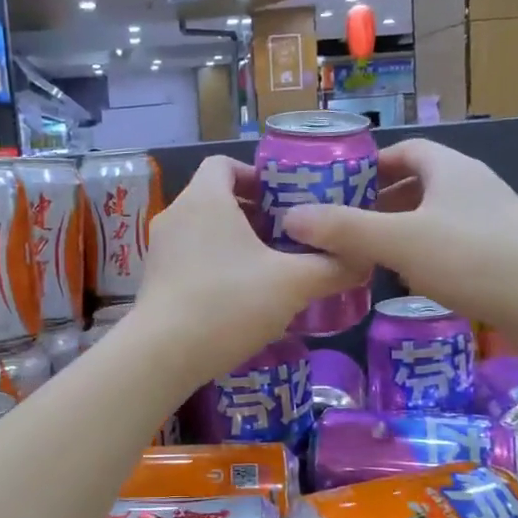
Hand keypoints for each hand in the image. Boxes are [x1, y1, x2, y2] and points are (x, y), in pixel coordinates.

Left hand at [131, 156, 365, 384]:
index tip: (285, 200)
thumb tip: (362, 259)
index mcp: (204, 199)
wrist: (163, 354)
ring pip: (203, 230)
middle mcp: (176, 215)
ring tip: (270, 268)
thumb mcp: (293, 284)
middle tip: (289, 237)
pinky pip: (190, 257)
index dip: (256, 175)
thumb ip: (332, 267)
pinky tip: (240, 296)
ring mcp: (160, 249)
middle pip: (217, 198)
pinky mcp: (154, 279)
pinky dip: (216, 265)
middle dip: (254, 213)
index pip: (224, 163)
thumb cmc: (229, 302)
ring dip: (236, 242)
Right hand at [280, 138, 517, 332]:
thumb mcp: (399, 241)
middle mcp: (471, 186)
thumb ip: (344, 229)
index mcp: (450, 169)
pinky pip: (450, 243)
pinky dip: (423, 253)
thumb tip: (290, 217)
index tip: (337, 188)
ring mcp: (490, 221)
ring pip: (433, 216)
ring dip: (399, 230)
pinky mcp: (501, 254)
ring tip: (365, 253)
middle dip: (378, 202)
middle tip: (342, 225)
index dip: (370, 165)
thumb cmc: (475, 258)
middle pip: (416, 184)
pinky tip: (407, 279)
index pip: (404, 151)